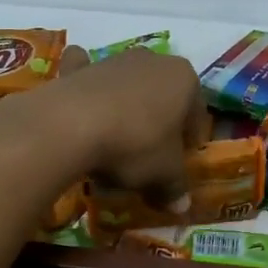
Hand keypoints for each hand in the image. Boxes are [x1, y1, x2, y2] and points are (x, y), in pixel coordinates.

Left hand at [0, 46, 208, 206]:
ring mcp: (113, 60)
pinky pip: (86, 74)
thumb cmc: (134, 145)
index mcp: (185, 79)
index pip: (196, 111)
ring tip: (115, 143)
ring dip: (126, 107)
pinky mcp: (79, 68)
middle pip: (162, 95)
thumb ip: (175, 188)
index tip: (180, 162)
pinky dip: (85, 84)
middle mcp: (153, 61)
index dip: (190, 139)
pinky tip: (81, 102)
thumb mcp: (163, 174)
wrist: (70, 125)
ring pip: (128, 86)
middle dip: (159, 120)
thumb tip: (181, 207)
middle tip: (150, 154)